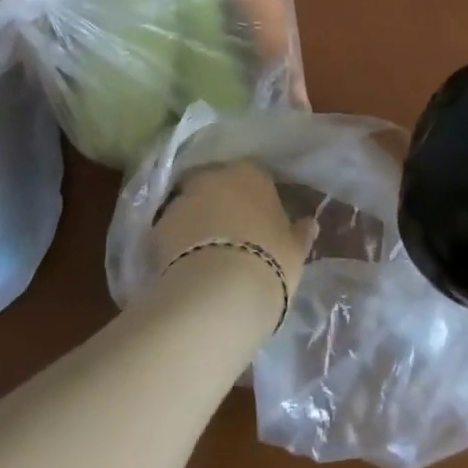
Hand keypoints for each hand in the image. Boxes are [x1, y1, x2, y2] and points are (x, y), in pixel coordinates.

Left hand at [148, 162, 318, 328]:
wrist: (218, 294)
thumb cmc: (268, 263)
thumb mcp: (295, 252)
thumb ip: (300, 233)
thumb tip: (309, 223)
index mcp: (252, 173)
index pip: (254, 177)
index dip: (255, 200)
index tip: (259, 221)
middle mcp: (215, 176)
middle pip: (218, 186)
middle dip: (221, 204)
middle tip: (230, 235)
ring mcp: (183, 199)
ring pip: (192, 206)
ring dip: (197, 222)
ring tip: (205, 255)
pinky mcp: (158, 227)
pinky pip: (171, 231)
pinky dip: (176, 243)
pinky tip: (185, 267)